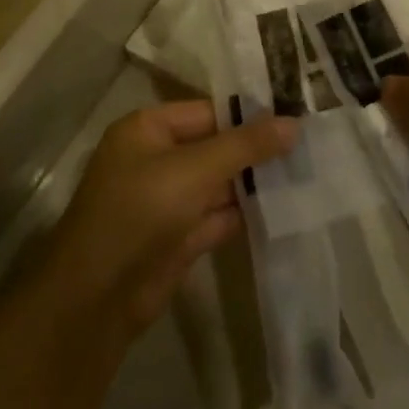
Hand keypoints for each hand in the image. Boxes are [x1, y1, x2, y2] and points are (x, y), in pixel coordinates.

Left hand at [40, 103, 295, 336]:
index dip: (249, 114)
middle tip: (310, 144)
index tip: (295, 115)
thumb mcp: (196, 169)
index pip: (207, 112)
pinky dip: (246, 214)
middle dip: (257, 150)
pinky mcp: (178, 237)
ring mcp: (167, 200)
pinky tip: (286, 207)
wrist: (99, 296)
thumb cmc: (141, 210)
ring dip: (256, 183)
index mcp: (148, 130)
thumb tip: (293, 122)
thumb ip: (245, 145)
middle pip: (214, 147)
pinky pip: (218, 216)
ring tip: (308, 171)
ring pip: (219, 184)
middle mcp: (156, 159)